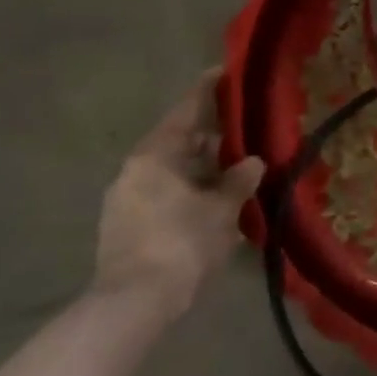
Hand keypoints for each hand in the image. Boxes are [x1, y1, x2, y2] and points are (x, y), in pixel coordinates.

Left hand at [95, 69, 265, 321]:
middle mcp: (135, 169)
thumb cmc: (181, 243)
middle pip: (179, 140)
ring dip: (202, 166)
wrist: (133, 304)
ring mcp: (125, 198)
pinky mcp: (125, 225)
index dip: (209, 89)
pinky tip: (214, 200)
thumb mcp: (222, 209)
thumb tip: (252, 162)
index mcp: (155, 154)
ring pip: (172, 170)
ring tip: (236, 166)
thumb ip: (239, 180)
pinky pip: (164, 193)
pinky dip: (190, 188)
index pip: (187, 110)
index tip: (227, 71)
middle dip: (212, 135)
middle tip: (245, 127)